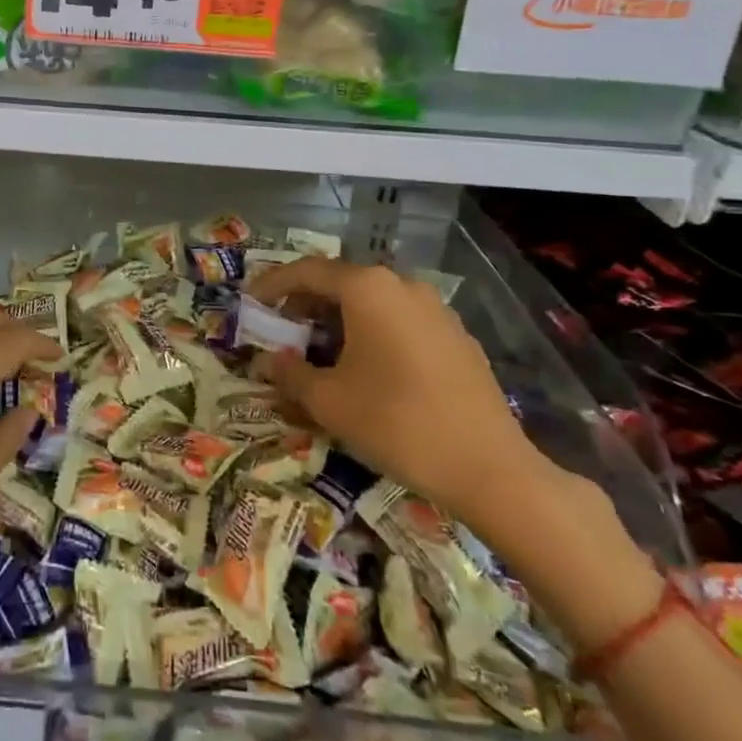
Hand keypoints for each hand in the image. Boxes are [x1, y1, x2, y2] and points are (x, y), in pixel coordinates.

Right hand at [250, 257, 553, 535]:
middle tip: (282, 330)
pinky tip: (367, 367)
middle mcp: (402, 285)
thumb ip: (292, 374)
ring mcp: (435, 309)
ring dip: (339, 319)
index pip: (307, 272)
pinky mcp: (456, 336)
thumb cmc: (397, 423)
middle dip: (306, 304)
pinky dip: (372, 332)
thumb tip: (271, 361)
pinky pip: (400, 321)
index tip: (250, 302)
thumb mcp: (330, 402)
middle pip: (341, 282)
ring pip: (372, 302)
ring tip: (320, 350)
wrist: (491, 468)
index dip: (273, 284)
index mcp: (367, 289)